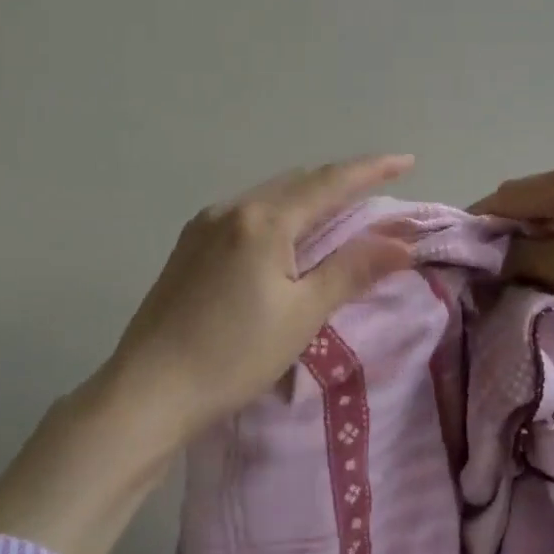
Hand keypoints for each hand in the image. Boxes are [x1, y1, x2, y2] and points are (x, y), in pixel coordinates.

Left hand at [0, 154, 417, 553]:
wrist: (147, 392)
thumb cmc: (233, 355)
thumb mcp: (302, 315)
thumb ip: (352, 270)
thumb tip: (403, 242)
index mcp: (263, 220)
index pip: (329, 183)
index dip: (371, 170)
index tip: (406, 160)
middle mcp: (232, 208)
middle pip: (299, 182)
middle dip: (341, 182)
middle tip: (377, 192)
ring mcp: (204, 225)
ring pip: (271, 196)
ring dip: (309, 197)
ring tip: (339, 214)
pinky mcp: (189, 245)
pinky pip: (247, 213)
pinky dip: (280, 214)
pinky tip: (286, 238)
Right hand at [471, 158, 553, 363]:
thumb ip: (517, 258)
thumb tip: (483, 258)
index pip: (505, 197)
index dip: (478, 226)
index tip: (459, 259)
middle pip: (525, 202)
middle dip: (505, 236)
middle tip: (490, 274)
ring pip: (547, 214)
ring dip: (531, 242)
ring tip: (520, 277)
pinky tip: (552, 270)